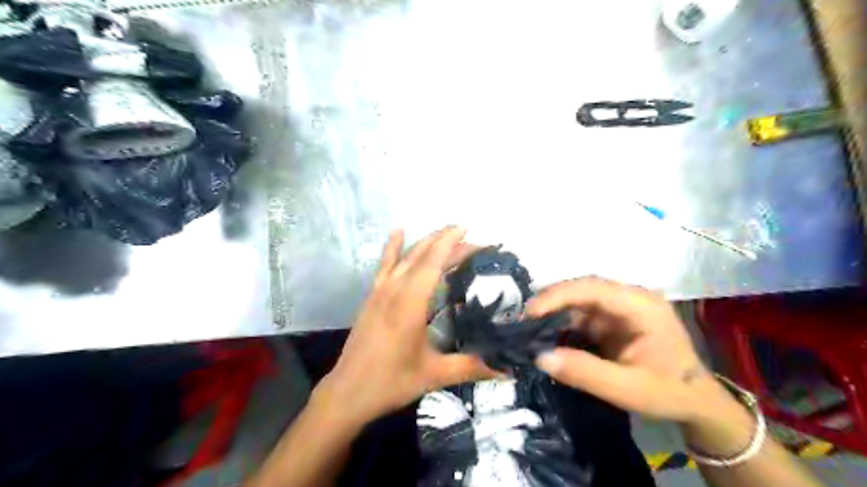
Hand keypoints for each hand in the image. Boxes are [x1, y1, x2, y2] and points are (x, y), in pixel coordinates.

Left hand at [317, 227, 493, 426]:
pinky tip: (398, 232)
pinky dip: (393, 247)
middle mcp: (394, 289)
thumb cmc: (392, 382)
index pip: (433, 262)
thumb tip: (508, 369)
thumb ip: (472, 367)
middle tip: (470, 240)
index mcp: (410, 303)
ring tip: (445, 233)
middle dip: (446, 242)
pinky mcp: (372, 297)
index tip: (467, 229)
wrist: (347, 392)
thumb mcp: (434, 375)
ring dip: (426, 242)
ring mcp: (380, 291)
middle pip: (422, 256)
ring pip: (405, 256)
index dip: (451, 243)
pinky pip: (385, 264)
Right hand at [528, 277, 710, 422]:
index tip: (530, 312)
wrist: (696, 402)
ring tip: (528, 328)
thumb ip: (585, 373)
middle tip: (523, 320)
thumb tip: (540, 357)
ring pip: (578, 301)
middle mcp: (629, 298)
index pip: (593, 288)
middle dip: (551, 302)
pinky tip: (545, 334)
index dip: (558, 295)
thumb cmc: (669, 393)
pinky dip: (561, 324)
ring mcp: (620, 308)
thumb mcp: (628, 389)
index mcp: (641, 305)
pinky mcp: (612, 319)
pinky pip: (581, 315)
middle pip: (582, 289)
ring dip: (553, 313)